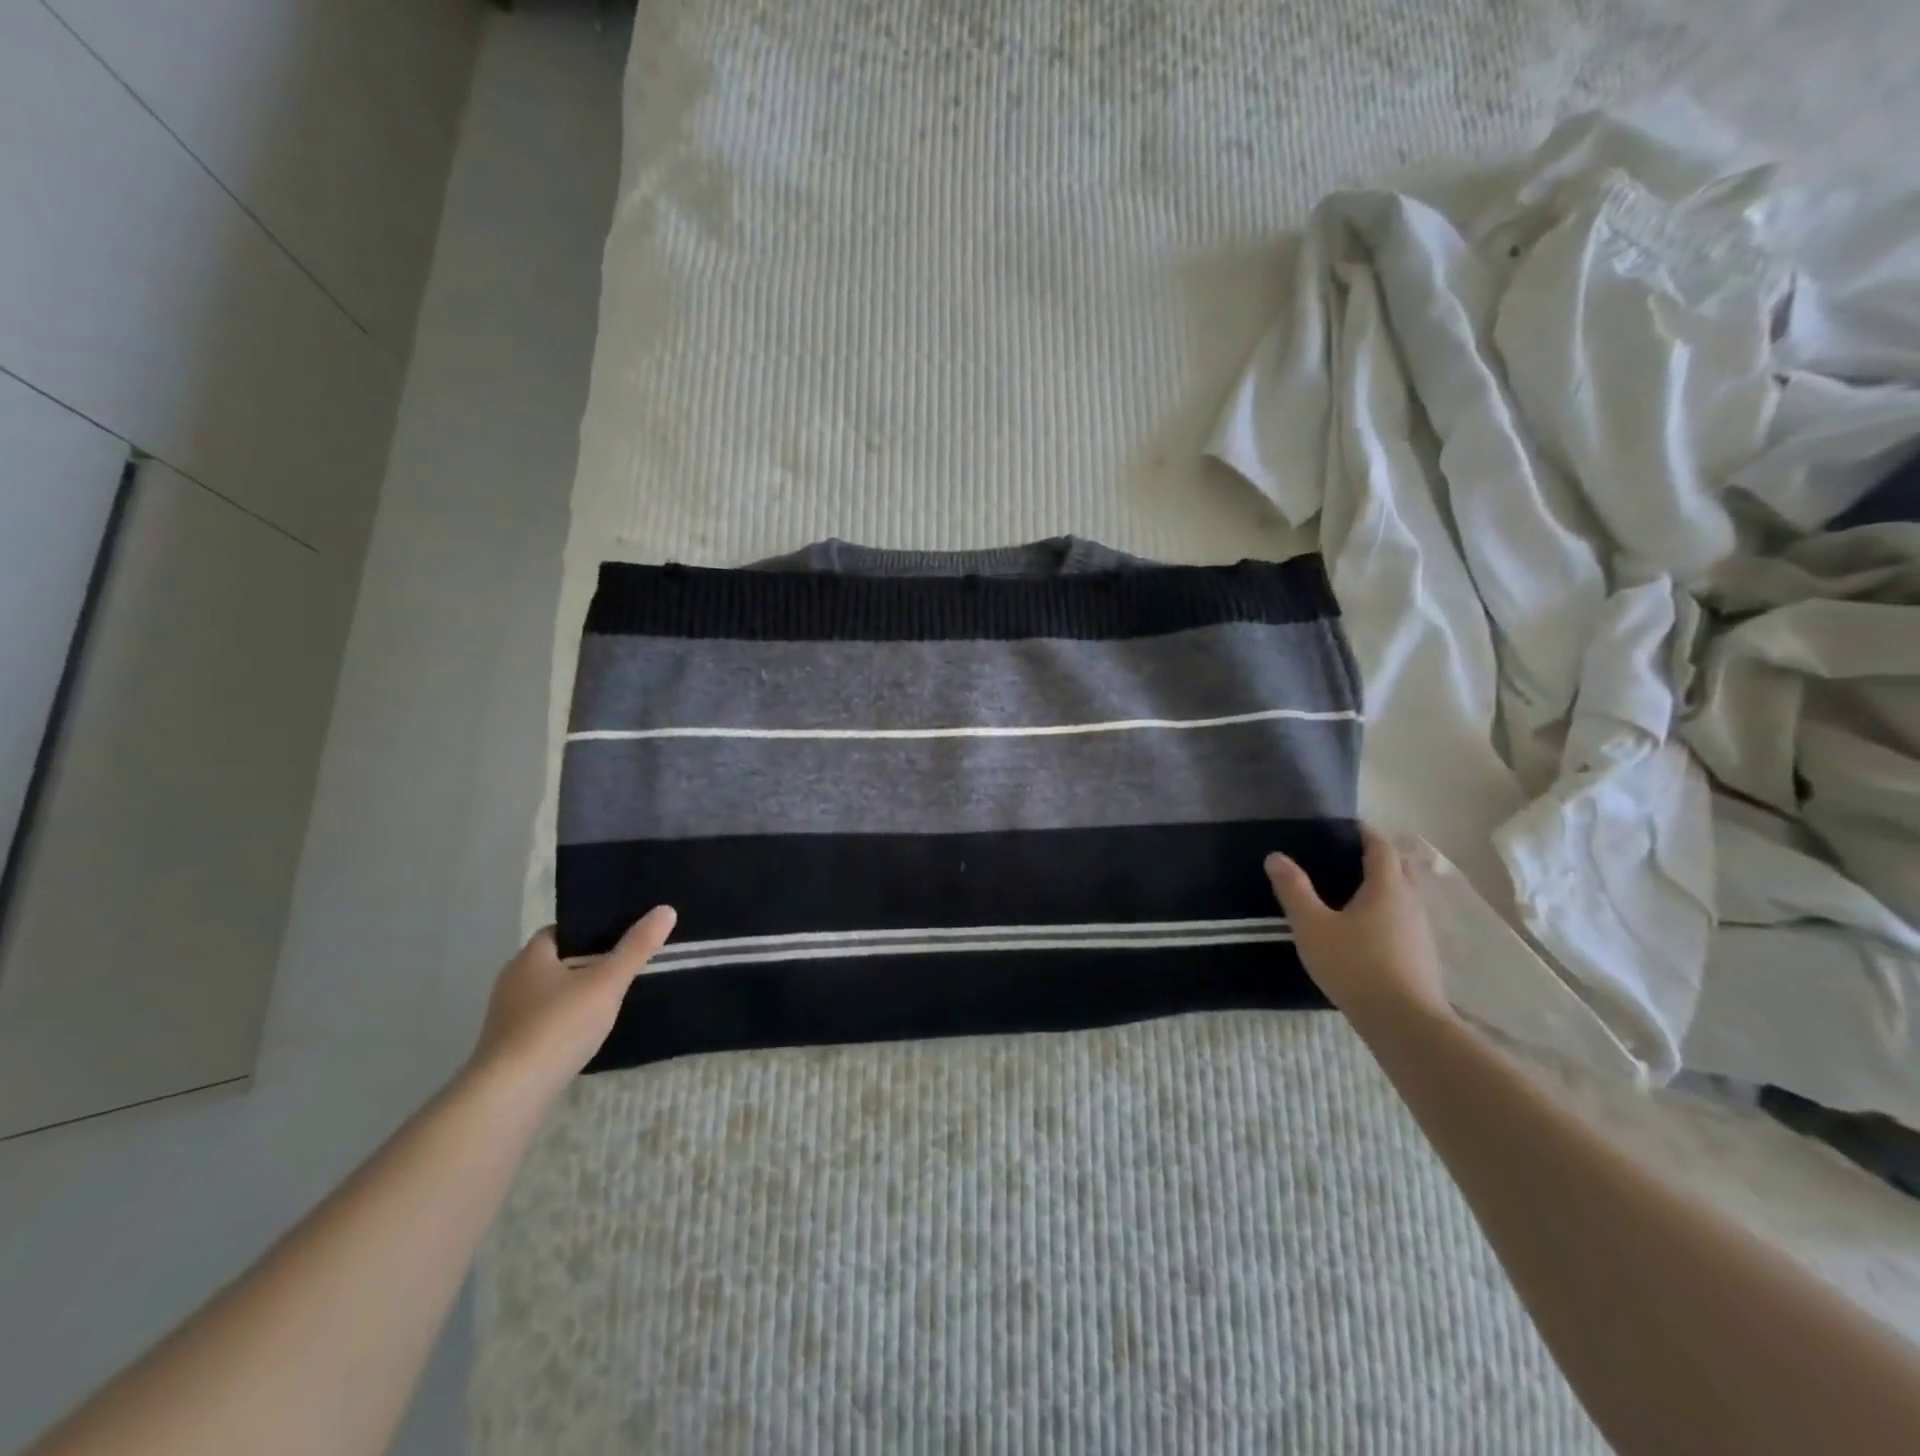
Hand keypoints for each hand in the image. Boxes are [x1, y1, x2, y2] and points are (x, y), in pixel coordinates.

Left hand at [466, 907, 676, 1097]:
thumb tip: (666, 909)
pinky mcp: (508, 1046)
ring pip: (550, 993)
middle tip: (625, 965)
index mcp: (530, 957)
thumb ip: (636, 948)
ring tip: (613, 999)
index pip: (561, 930)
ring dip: (576, 994)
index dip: (590, 930)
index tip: (621, 936)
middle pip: (557, 961)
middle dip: (588, 962)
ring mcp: (507, 1016)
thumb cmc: (558, 1026)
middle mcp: (513, 980)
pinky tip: (587, 1032)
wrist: (509, 1095)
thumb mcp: (607, 983)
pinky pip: (544, 1021)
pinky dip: (565, 1021)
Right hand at [1265, 827, 1451, 1022]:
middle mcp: (1410, 902)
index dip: (1366, 833)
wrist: (1404, 1022)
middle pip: (1402, 867)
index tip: (1347, 826)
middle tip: (1351, 856)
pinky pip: (1406, 919)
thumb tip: (1276, 856)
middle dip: (1381, 856)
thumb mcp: (1313, 926)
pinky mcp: (1422, 955)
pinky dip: (1390, 911)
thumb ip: (1294, 890)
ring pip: (1407, 895)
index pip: (1381, 847)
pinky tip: (1368, 929)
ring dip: (1388, 885)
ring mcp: (1421, 930)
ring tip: (1355, 891)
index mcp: (1387, 887)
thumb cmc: (1355, 965)